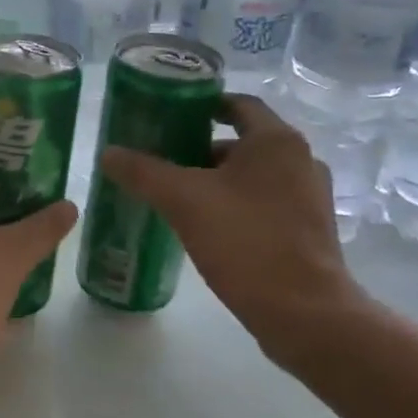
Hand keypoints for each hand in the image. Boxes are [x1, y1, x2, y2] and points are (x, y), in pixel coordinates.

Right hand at [99, 95, 372, 369]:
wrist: (305, 314)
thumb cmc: (246, 241)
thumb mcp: (184, 201)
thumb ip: (143, 172)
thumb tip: (108, 152)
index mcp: (276, 141)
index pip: (237, 103)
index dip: (201, 105)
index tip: (167, 116)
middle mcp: (300, 160)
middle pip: (242, 141)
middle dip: (200, 149)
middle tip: (161, 161)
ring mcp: (309, 198)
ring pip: (252, 176)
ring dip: (216, 180)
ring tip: (176, 196)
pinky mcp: (308, 231)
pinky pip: (264, 204)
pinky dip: (235, 206)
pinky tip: (205, 227)